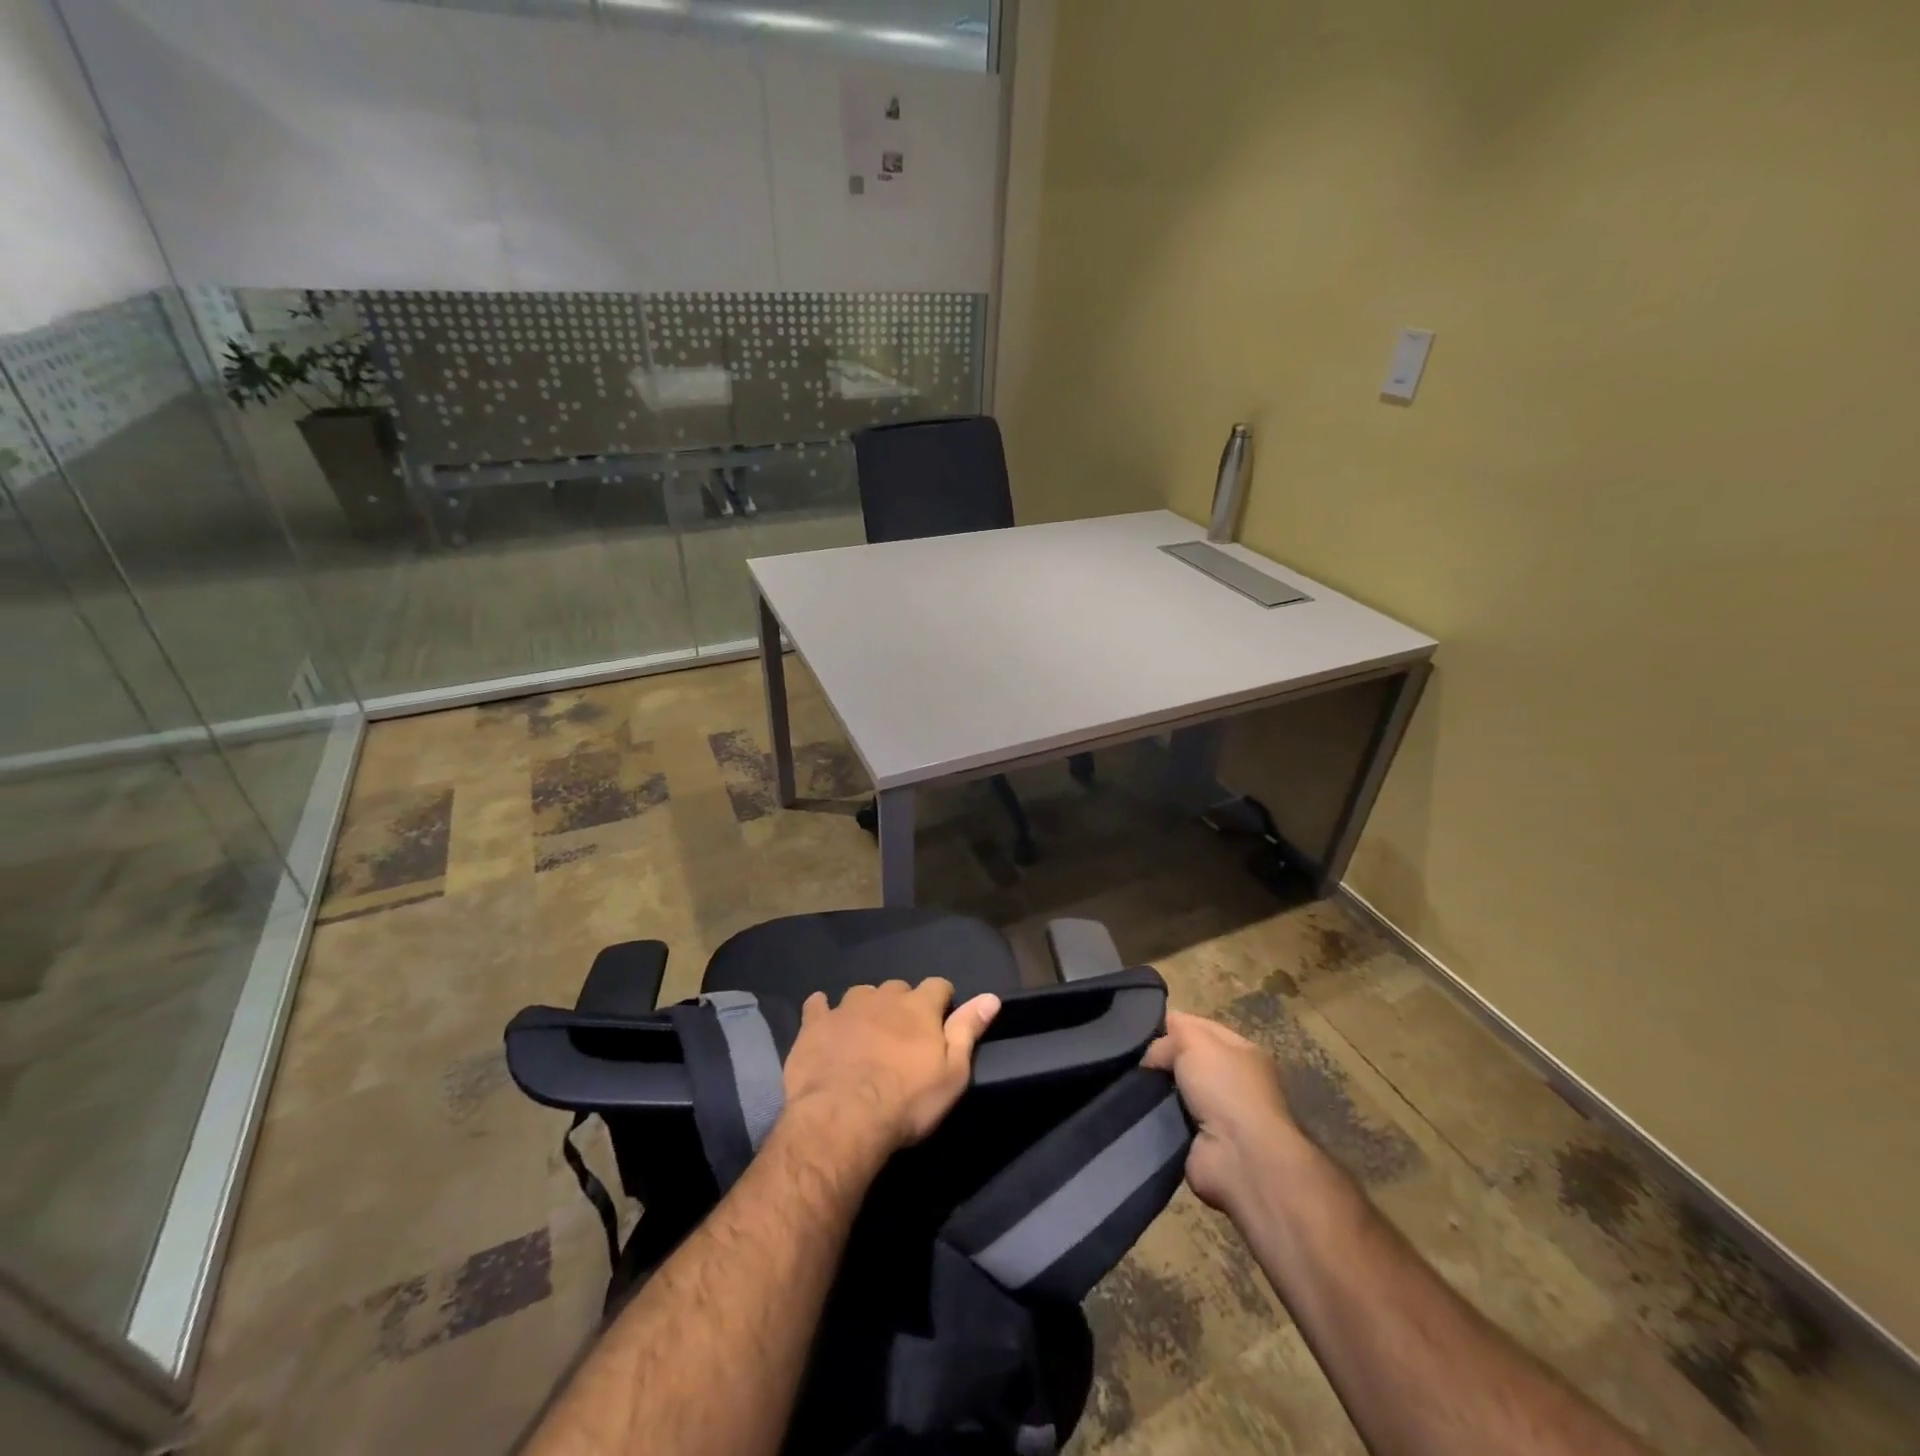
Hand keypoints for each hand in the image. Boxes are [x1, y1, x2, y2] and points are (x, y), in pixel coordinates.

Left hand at [782, 979, 1000, 1155]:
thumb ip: (968, 1031)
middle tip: (902, 1035)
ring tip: (866, 1032)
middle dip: (902, 1004)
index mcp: (919, 1007)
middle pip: (898, 988)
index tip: (941, 1019)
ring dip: (867, 1007)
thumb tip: (991, 997)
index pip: (938, 986)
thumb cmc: (906, 1101)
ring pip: (861, 994)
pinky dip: (822, 1010)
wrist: (842, 1118)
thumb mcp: (952, 1074)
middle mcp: (883, 997)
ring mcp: (845, 1008)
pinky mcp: (814, 1024)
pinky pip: (817, 1005)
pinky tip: (823, 1020)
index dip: (942, 1000)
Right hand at [1144, 1010, 1308, 1215]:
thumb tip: (1153, 1052)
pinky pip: (1169, 1119)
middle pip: (1184, 1058)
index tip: (1139, 1028)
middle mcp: (1231, 1080)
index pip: (1199, 1026)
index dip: (1171, 1024)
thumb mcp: (1195, 1041)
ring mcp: (1217, 1114)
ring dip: (1154, 1089)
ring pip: (1173, 1089)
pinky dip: (1155, 1116)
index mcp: (1241, 1051)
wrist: (1239, 1158)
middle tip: (1131, 1057)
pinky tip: (1136, 1109)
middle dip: (1160, 1059)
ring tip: (1129, 1083)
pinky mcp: (1200, 1142)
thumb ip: (1171, 1035)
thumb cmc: (1224, 1088)